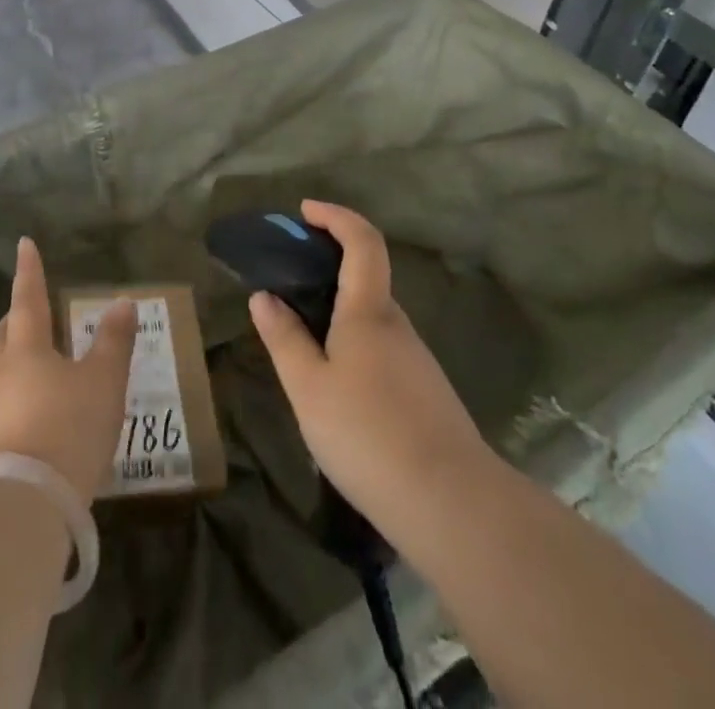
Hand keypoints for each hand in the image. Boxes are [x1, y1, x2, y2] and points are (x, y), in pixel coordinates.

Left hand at [0, 237, 136, 505]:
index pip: (28, 297)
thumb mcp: (104, 382)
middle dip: (18, 317)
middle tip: (34, 309)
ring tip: (37, 359)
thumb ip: (114, 341)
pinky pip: (2, 402)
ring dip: (15, 356)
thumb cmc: (68, 428)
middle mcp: (1, 372)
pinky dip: (17, 392)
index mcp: (26, 347)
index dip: (29, 270)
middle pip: (6, 334)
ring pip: (0, 369)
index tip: (24, 244)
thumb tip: (122, 301)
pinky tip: (35, 408)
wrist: (24, 506)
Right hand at [248, 201, 489, 537]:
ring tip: (301, 343)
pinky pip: (383, 348)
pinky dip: (354, 343)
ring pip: (373, 318)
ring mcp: (417, 358)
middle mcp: (397, 324)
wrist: (451, 503)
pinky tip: (336, 386)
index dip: (336, 216)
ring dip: (339, 312)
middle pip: (366, 277)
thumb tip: (264, 296)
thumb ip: (284, 338)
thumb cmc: (367, 434)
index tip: (305, 211)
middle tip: (288, 284)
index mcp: (369, 311)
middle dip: (328, 267)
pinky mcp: (425, 390)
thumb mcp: (308, 388)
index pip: (362, 240)